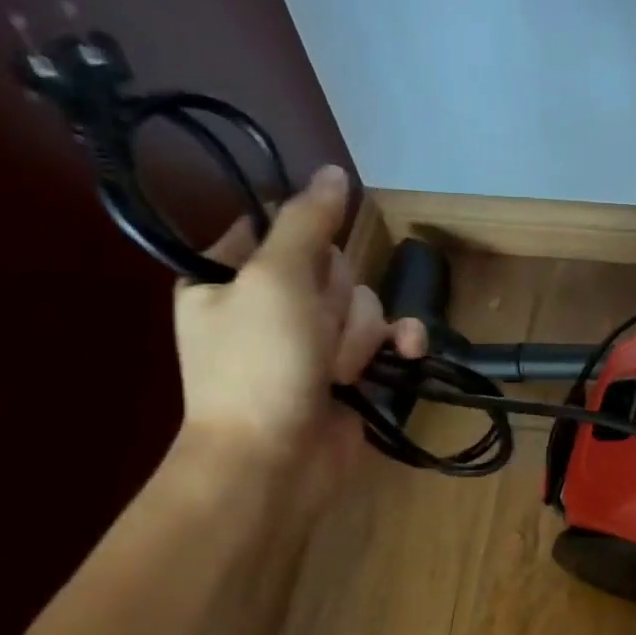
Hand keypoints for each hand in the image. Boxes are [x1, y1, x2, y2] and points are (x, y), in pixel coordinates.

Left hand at [172, 166, 424, 490]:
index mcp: (228, 276)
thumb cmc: (259, 366)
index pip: (279, 226)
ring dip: (359, 336)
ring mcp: (312, 342)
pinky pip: (386, 339)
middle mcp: (270, 304)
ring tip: (337, 372)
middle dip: (335, 302)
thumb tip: (334, 171)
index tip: (306, 266)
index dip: (305, 241)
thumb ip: (307, 222)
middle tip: (313, 334)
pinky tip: (407, 354)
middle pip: (332, 266)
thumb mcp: (274, 280)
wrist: (274, 463)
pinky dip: (398, 346)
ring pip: (363, 304)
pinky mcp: (350, 373)